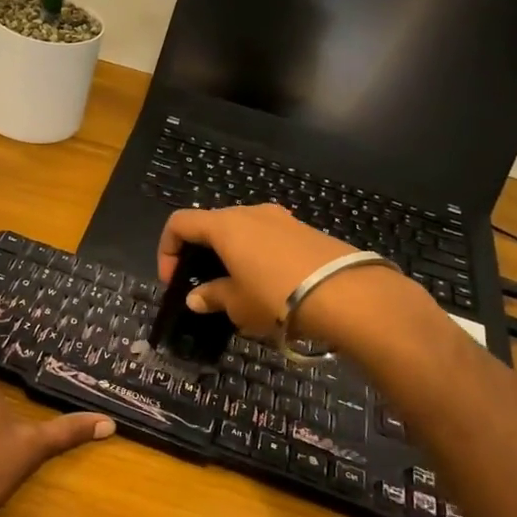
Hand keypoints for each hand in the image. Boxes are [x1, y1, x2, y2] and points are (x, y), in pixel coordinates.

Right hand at [157, 204, 360, 335]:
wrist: (349, 295)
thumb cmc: (277, 296)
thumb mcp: (237, 304)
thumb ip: (212, 296)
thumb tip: (196, 298)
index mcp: (225, 225)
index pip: (180, 223)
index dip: (167, 250)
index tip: (174, 282)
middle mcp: (250, 212)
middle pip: (212, 225)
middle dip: (201, 254)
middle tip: (204, 287)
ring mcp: (282, 219)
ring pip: (243, 232)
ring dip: (232, 257)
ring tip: (239, 290)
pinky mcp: (306, 232)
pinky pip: (269, 240)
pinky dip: (258, 258)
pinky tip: (271, 288)